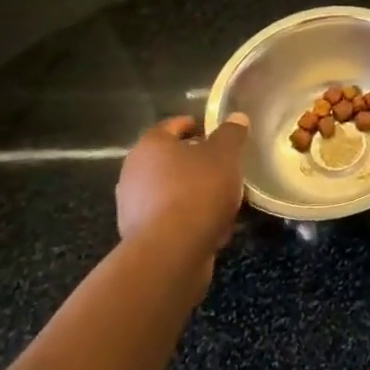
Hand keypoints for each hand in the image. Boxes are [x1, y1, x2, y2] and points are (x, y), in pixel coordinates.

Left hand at [115, 115, 248, 262]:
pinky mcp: (140, 237)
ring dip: (194, 193)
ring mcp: (133, 207)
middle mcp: (134, 173)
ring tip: (223, 199)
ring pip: (170, 191)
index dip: (192, 125)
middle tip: (222, 165)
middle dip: (194, 162)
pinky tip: (214, 227)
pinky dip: (189, 219)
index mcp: (150, 146)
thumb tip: (236, 117)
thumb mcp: (225, 154)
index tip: (211, 130)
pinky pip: (170, 219)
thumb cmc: (197, 190)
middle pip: (169, 160)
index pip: (170, 126)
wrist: (171, 252)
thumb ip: (231, 134)